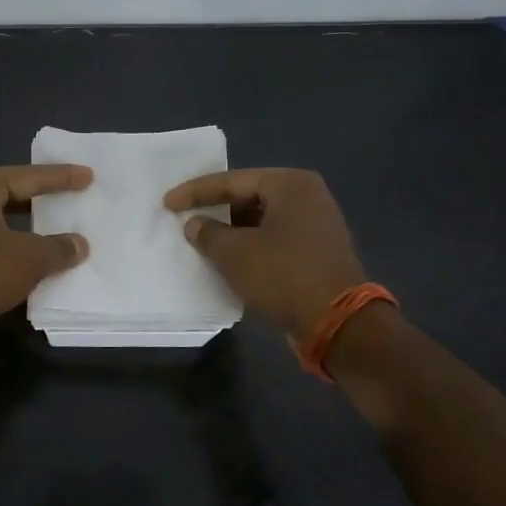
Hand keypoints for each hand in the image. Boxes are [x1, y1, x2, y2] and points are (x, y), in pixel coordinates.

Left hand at [0, 164, 92, 340]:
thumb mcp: (29, 259)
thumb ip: (58, 248)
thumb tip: (79, 244)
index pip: (28, 176)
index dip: (61, 177)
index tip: (87, 176)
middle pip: (9, 192)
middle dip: (40, 196)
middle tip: (70, 194)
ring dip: (25, 224)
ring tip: (53, 224)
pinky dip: (9, 243)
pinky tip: (27, 254)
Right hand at [163, 168, 367, 338]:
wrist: (339, 323)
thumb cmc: (283, 276)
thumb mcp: (234, 253)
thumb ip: (207, 233)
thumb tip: (196, 224)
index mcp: (290, 184)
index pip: (231, 181)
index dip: (195, 192)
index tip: (167, 203)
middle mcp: (308, 196)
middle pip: (249, 196)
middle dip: (217, 209)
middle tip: (186, 218)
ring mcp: (318, 224)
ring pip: (262, 219)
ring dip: (234, 230)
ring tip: (205, 241)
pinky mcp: (319, 250)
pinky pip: (276, 238)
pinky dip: (252, 245)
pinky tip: (233, 259)